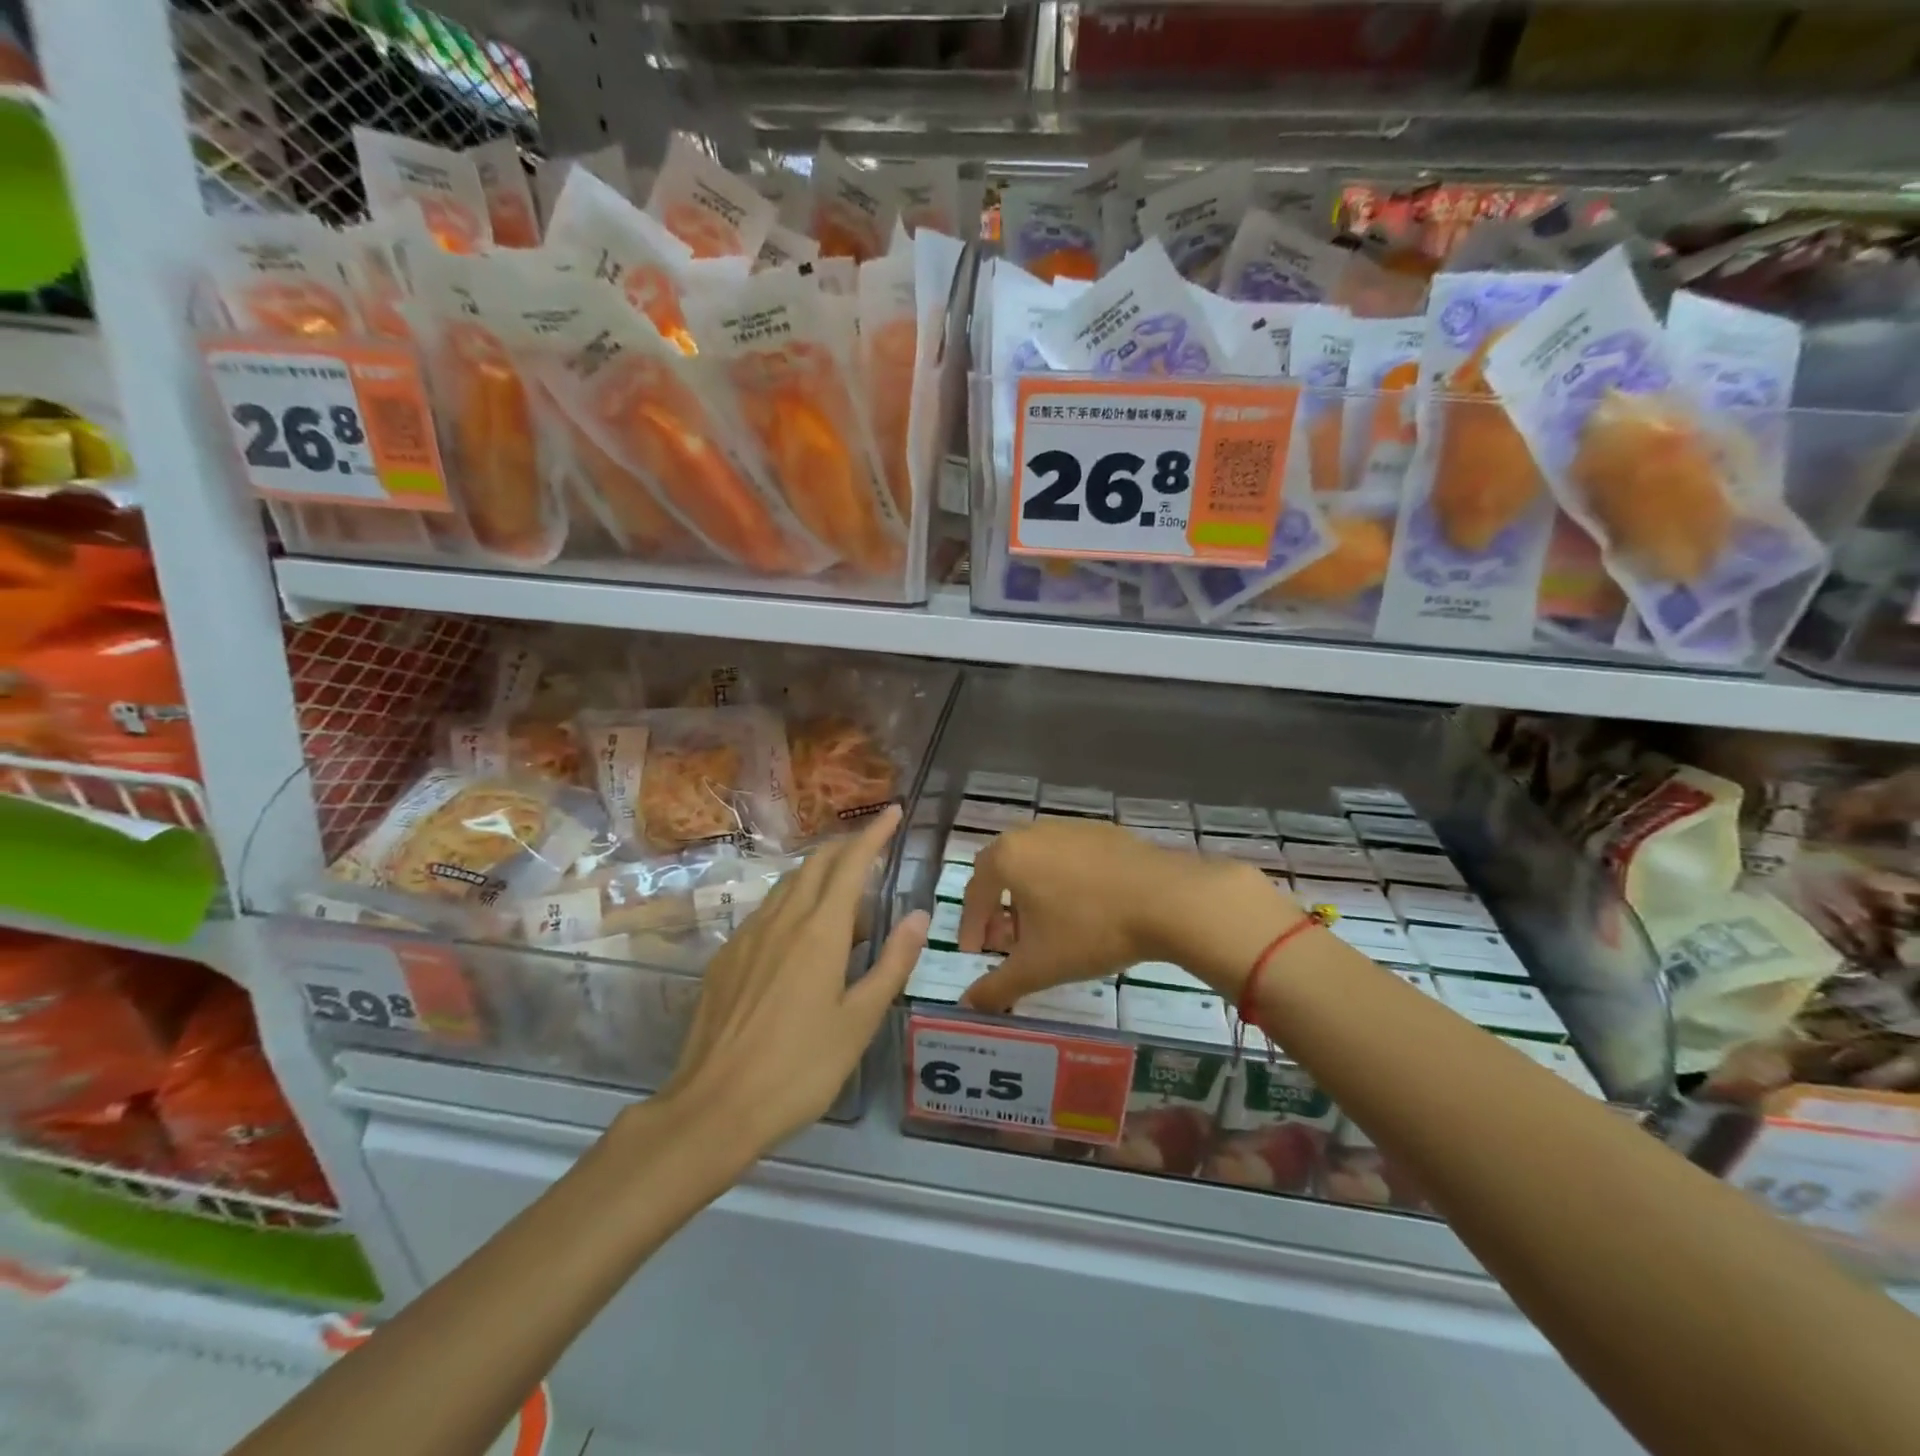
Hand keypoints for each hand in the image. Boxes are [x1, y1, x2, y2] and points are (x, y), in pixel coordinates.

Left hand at [665, 805, 928, 1153]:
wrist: (713, 1107)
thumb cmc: (799, 1068)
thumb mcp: (859, 1021)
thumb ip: (892, 963)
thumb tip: (918, 915)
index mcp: (819, 931)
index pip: (851, 864)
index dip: (874, 834)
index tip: (893, 812)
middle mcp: (782, 920)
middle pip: (816, 864)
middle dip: (846, 846)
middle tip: (872, 846)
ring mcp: (748, 936)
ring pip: (788, 885)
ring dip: (819, 873)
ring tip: (844, 891)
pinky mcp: (726, 958)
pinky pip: (767, 911)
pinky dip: (793, 902)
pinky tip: (800, 933)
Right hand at [957, 819, 1286, 1010]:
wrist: (1166, 899)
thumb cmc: (1090, 930)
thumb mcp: (1038, 967)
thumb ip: (997, 987)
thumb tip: (967, 1005)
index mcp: (1007, 856)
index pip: (975, 892)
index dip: (971, 927)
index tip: (976, 954)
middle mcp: (1032, 832)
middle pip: (1002, 871)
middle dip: (998, 908)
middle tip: (1007, 941)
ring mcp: (1069, 827)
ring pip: (1035, 862)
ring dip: (1030, 894)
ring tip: (1046, 929)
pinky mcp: (1102, 831)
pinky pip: (1067, 857)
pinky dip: (1062, 881)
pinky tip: (1083, 909)